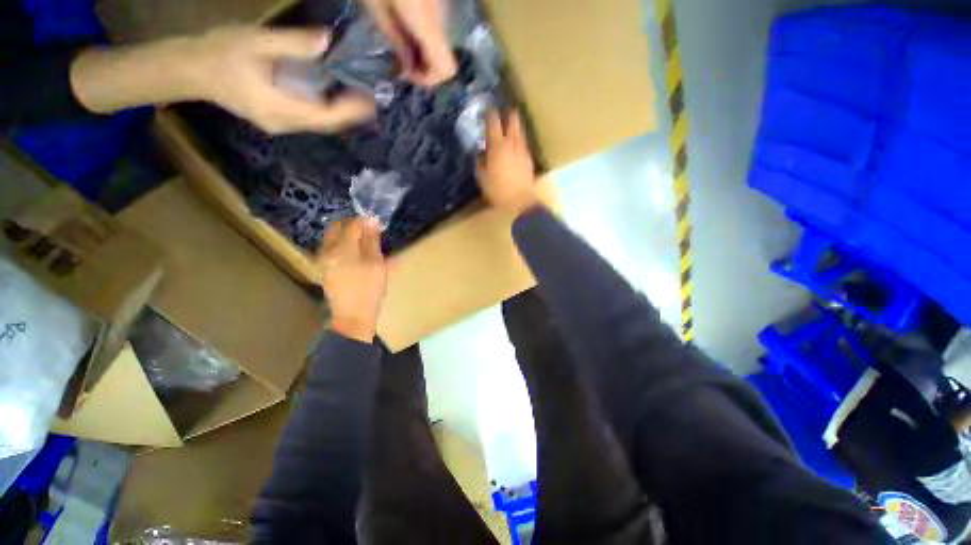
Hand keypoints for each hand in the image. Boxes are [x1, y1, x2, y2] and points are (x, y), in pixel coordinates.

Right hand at [190, 26, 376, 133]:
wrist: (191, 71)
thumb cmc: (219, 53)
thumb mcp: (256, 42)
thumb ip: (293, 43)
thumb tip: (327, 41)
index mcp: (281, 110)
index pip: (326, 117)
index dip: (351, 111)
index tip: (371, 99)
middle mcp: (286, 124)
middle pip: (327, 124)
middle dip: (351, 114)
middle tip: (371, 97)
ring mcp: (282, 124)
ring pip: (321, 123)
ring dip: (342, 113)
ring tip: (360, 97)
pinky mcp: (279, 119)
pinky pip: (311, 118)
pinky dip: (328, 110)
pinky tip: (336, 97)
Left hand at [316, 218, 388, 342]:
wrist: (352, 317)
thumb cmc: (369, 290)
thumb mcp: (377, 264)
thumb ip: (373, 241)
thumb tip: (372, 219)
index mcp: (342, 248)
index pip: (352, 224)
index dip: (365, 221)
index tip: (376, 223)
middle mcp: (327, 250)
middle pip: (337, 228)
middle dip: (352, 226)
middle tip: (368, 232)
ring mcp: (323, 260)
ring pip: (332, 238)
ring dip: (346, 235)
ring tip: (363, 243)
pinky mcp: (323, 269)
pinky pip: (330, 248)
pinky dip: (342, 246)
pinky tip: (354, 255)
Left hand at [361, 0, 457, 85]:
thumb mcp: (375, 4)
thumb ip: (396, 40)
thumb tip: (409, 67)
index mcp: (425, 22)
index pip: (446, 69)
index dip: (429, 79)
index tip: (407, 73)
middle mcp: (440, 17)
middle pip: (445, 58)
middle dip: (425, 68)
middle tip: (401, 62)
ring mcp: (441, 8)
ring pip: (441, 44)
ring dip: (424, 53)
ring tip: (400, 46)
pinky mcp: (436, 1)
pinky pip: (436, 28)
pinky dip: (423, 38)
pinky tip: (405, 30)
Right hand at [477, 110, 540, 216]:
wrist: (521, 201)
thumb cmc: (498, 190)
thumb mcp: (482, 177)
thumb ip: (480, 162)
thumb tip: (480, 153)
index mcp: (498, 145)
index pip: (493, 122)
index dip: (489, 113)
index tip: (486, 110)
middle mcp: (512, 143)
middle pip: (513, 119)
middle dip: (508, 113)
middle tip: (502, 112)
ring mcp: (523, 150)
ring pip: (520, 130)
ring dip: (515, 125)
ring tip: (510, 125)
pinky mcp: (529, 158)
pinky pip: (523, 143)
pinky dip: (519, 139)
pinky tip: (515, 144)